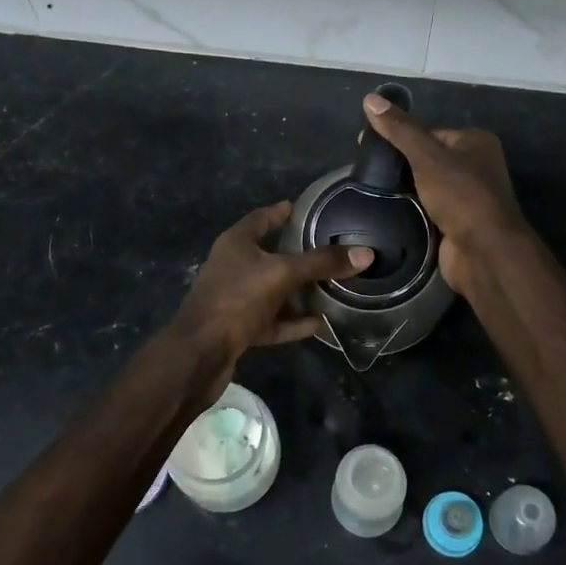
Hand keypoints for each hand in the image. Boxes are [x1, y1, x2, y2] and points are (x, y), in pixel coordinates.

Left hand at [168, 200, 371, 374]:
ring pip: (273, 290)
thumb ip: (321, 263)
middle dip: (299, 255)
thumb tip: (365, 254)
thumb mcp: (282, 274)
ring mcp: (234, 299)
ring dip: (298, 292)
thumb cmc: (237, 299)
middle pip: (270, 255)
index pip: (263, 218)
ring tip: (332, 288)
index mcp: (236, 243)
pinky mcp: (239, 329)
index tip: (310, 209)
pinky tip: (318, 323)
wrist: (200, 354)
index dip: (284, 212)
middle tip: (332, 251)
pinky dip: (292, 322)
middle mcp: (233, 266)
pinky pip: (272, 320)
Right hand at [362, 93, 525, 289]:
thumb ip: (399, 129)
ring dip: (403, 188)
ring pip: (425, 183)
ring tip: (370, 188)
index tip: (365, 143)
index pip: (428, 130)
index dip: (397, 134)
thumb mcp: (426, 156)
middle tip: (365, 168)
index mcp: (474, 141)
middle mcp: (474, 165)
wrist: (484, 251)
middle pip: (426, 156)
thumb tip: (369, 98)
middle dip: (399, 163)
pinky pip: (426, 206)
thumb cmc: (460, 195)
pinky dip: (410, 207)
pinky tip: (386, 208)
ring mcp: (466, 196)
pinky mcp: (456, 221)